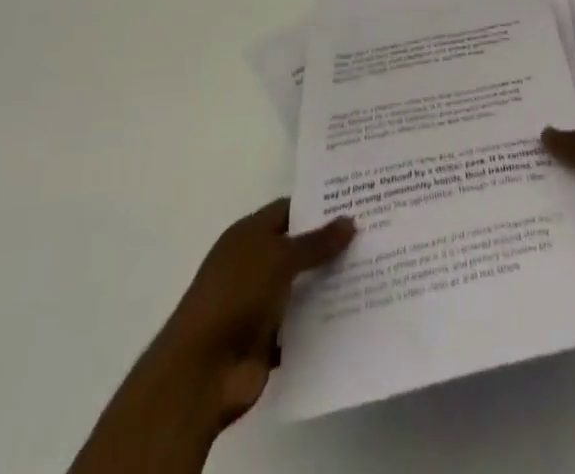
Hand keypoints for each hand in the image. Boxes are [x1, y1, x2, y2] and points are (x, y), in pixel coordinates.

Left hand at [151, 199, 355, 427]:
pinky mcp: (267, 341)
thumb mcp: (279, 258)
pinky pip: (300, 327)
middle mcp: (254, 264)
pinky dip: (320, 324)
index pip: (289, 211)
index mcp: (249, 234)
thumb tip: (349, 220)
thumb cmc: (237, 296)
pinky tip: (354, 317)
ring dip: (328, 286)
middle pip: (297, 249)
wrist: (202, 370)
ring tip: (372, 275)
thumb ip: (315, 242)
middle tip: (373, 239)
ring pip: (301, 288)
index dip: (319, 207)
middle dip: (329, 247)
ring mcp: (259, 304)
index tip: (355, 204)